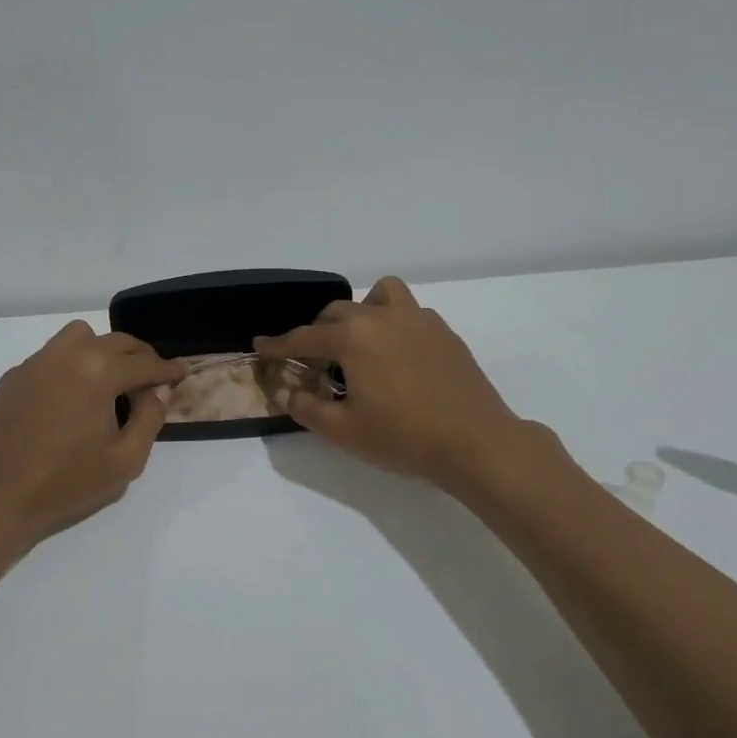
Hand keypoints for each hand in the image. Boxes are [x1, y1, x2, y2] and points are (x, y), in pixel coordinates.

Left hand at [0, 322, 185, 553]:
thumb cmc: (66, 482)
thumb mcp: (125, 461)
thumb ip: (150, 419)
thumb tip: (156, 391)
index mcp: (98, 373)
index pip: (143, 364)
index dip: (167, 369)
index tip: (181, 373)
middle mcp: (68, 356)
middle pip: (116, 341)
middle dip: (140, 356)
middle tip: (152, 377)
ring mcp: (37, 362)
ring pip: (80, 336)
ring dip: (103, 349)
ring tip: (110, 378)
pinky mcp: (15, 375)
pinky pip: (52, 354)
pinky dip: (72, 363)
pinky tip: (72, 394)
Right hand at [255, 276, 557, 499]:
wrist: (476, 442)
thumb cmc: (403, 436)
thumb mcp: (344, 431)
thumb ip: (308, 408)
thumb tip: (290, 393)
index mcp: (353, 337)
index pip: (305, 337)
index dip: (279, 344)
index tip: (261, 345)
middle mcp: (382, 317)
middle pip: (338, 312)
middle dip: (318, 331)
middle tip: (314, 360)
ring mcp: (418, 319)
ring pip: (379, 296)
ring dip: (361, 312)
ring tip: (360, 342)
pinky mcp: (443, 331)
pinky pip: (408, 312)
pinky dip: (392, 323)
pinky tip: (396, 356)